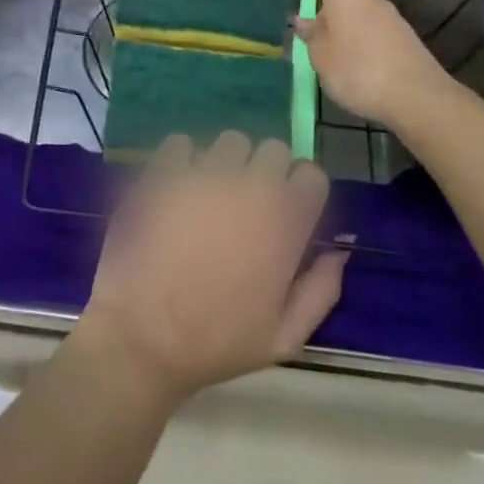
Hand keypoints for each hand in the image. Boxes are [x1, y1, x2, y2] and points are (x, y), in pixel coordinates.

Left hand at [73, 132, 347, 406]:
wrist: (142, 338)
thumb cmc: (217, 343)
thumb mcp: (284, 337)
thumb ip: (321, 290)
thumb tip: (341, 250)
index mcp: (284, 224)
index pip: (312, 174)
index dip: (301, 190)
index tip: (288, 209)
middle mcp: (250, 187)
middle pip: (274, 149)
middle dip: (267, 171)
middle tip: (248, 202)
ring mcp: (205, 174)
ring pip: (230, 141)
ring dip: (227, 162)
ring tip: (210, 194)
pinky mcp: (164, 170)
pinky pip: (181, 143)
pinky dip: (182, 160)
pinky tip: (176, 188)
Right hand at [296, 0, 469, 130]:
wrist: (417, 97)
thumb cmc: (357, 71)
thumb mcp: (321, 57)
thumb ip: (311, 35)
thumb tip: (303, 19)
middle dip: (327, 11)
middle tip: (312, 36)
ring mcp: (391, 16)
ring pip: (360, 14)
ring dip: (346, 29)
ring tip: (334, 56)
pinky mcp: (406, 36)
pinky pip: (376, 31)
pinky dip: (364, 42)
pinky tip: (360, 67)